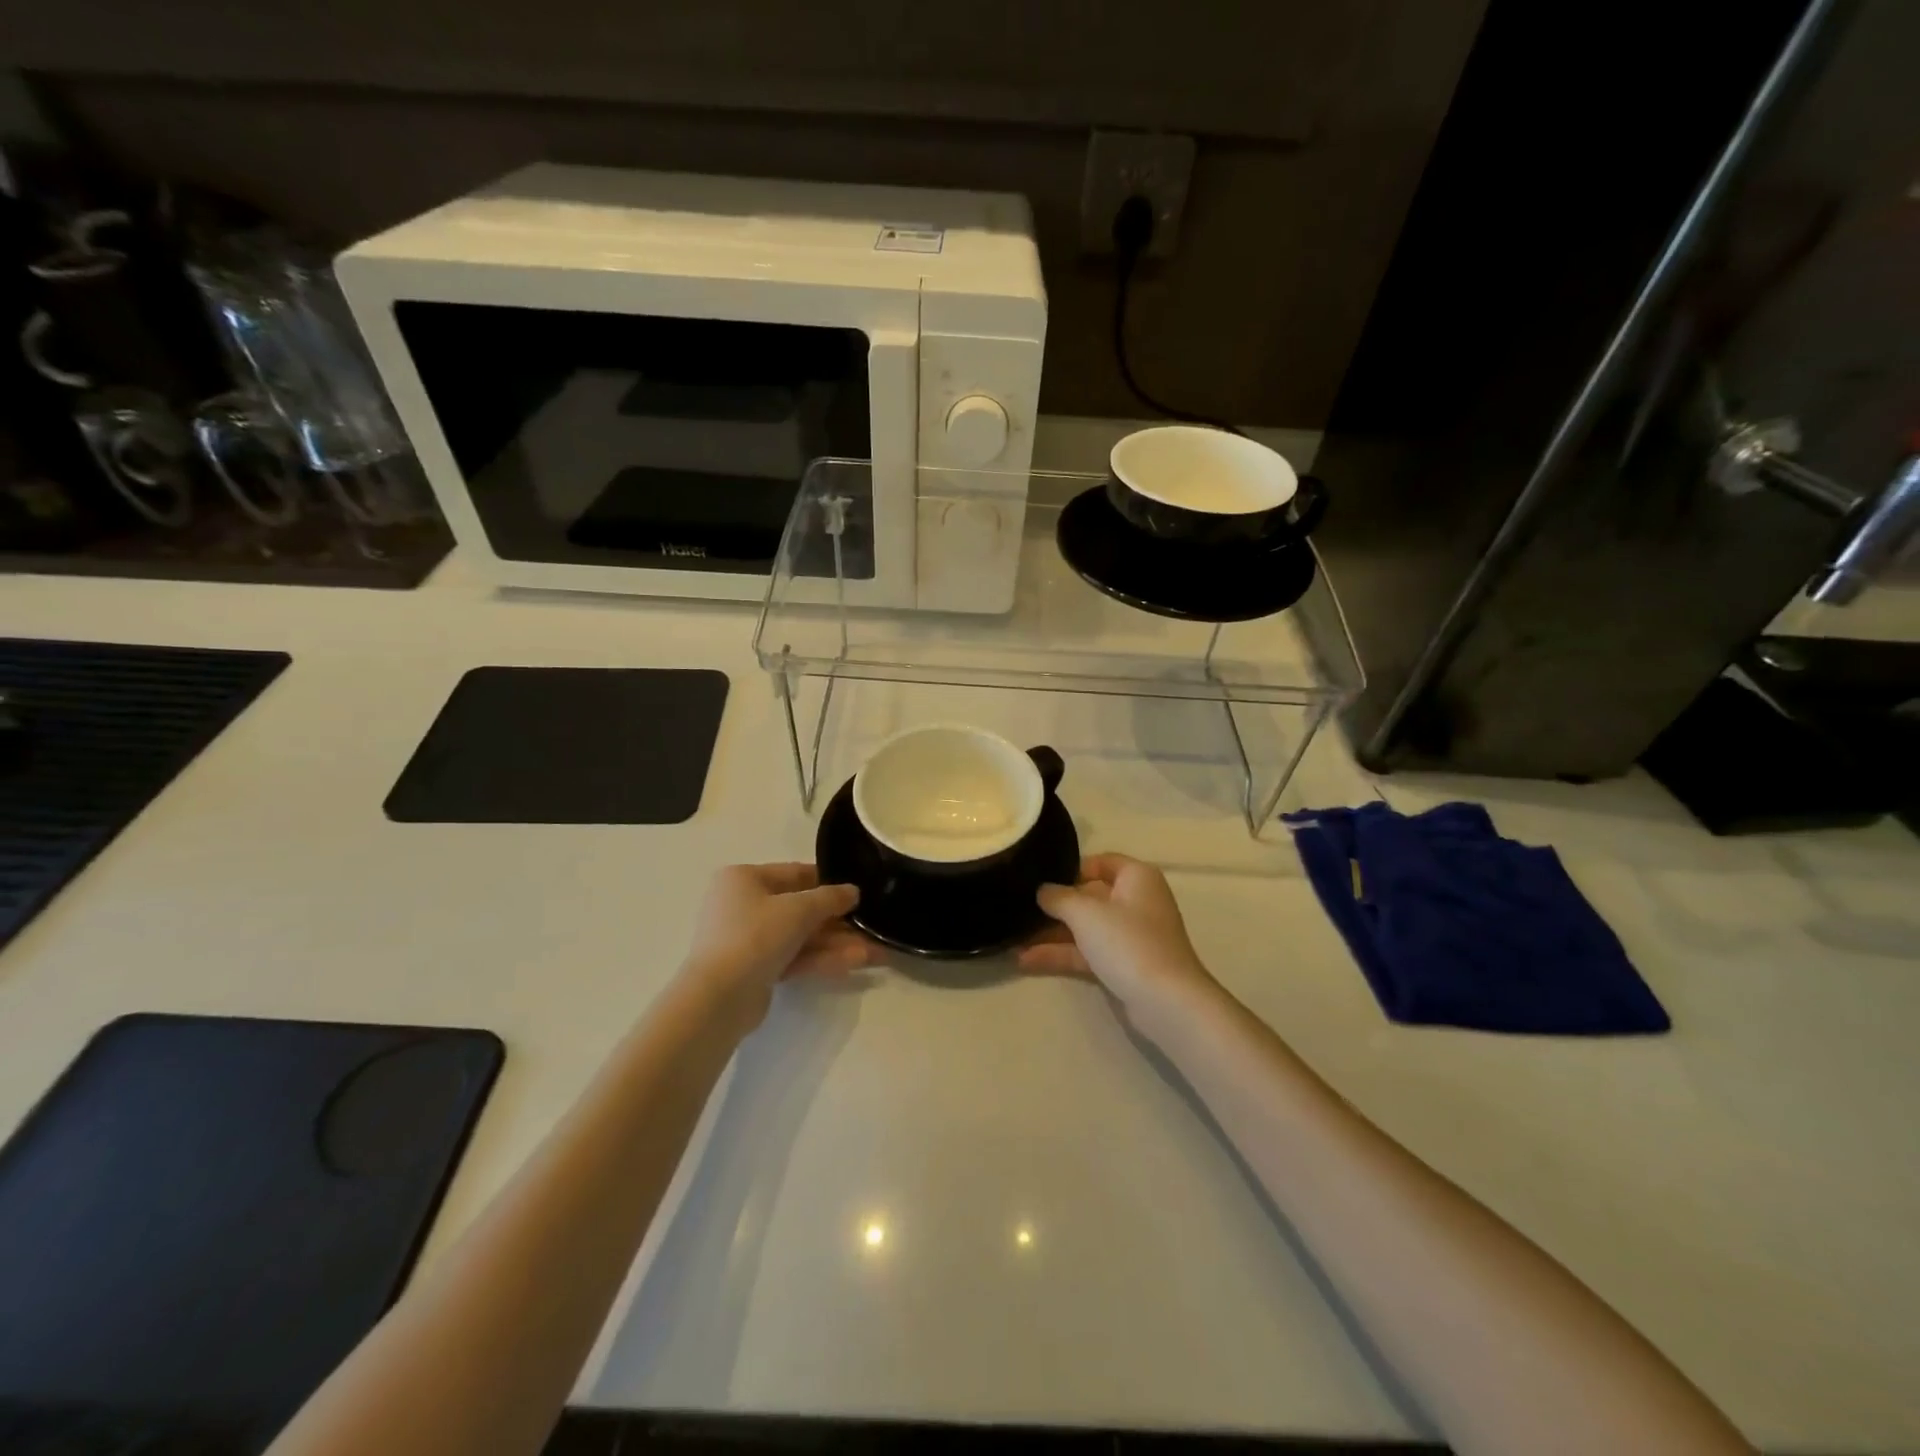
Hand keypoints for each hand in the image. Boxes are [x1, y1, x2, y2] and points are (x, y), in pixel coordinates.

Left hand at [679, 863, 875, 1028]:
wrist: (718, 998)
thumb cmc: (755, 936)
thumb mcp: (799, 909)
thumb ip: (830, 898)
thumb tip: (853, 891)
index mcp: (744, 879)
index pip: (795, 874)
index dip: (829, 882)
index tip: (859, 892)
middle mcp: (742, 904)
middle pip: (800, 908)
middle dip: (838, 921)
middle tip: (872, 927)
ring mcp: (748, 939)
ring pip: (800, 936)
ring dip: (836, 943)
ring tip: (876, 951)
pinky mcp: (755, 969)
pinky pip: (794, 957)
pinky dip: (822, 958)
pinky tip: (857, 962)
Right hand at [1019, 854, 1221, 1033]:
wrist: (1165, 1001)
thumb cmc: (1128, 942)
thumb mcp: (1085, 913)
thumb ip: (1058, 897)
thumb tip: (1042, 890)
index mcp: (1136, 877)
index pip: (1101, 861)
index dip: (1070, 868)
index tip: (1040, 878)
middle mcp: (1135, 901)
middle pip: (1088, 896)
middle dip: (1054, 905)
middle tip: (1018, 908)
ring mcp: (1129, 935)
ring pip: (1084, 927)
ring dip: (1051, 934)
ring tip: (1012, 938)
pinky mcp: (1122, 964)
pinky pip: (1086, 952)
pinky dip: (1060, 954)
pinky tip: (1026, 960)